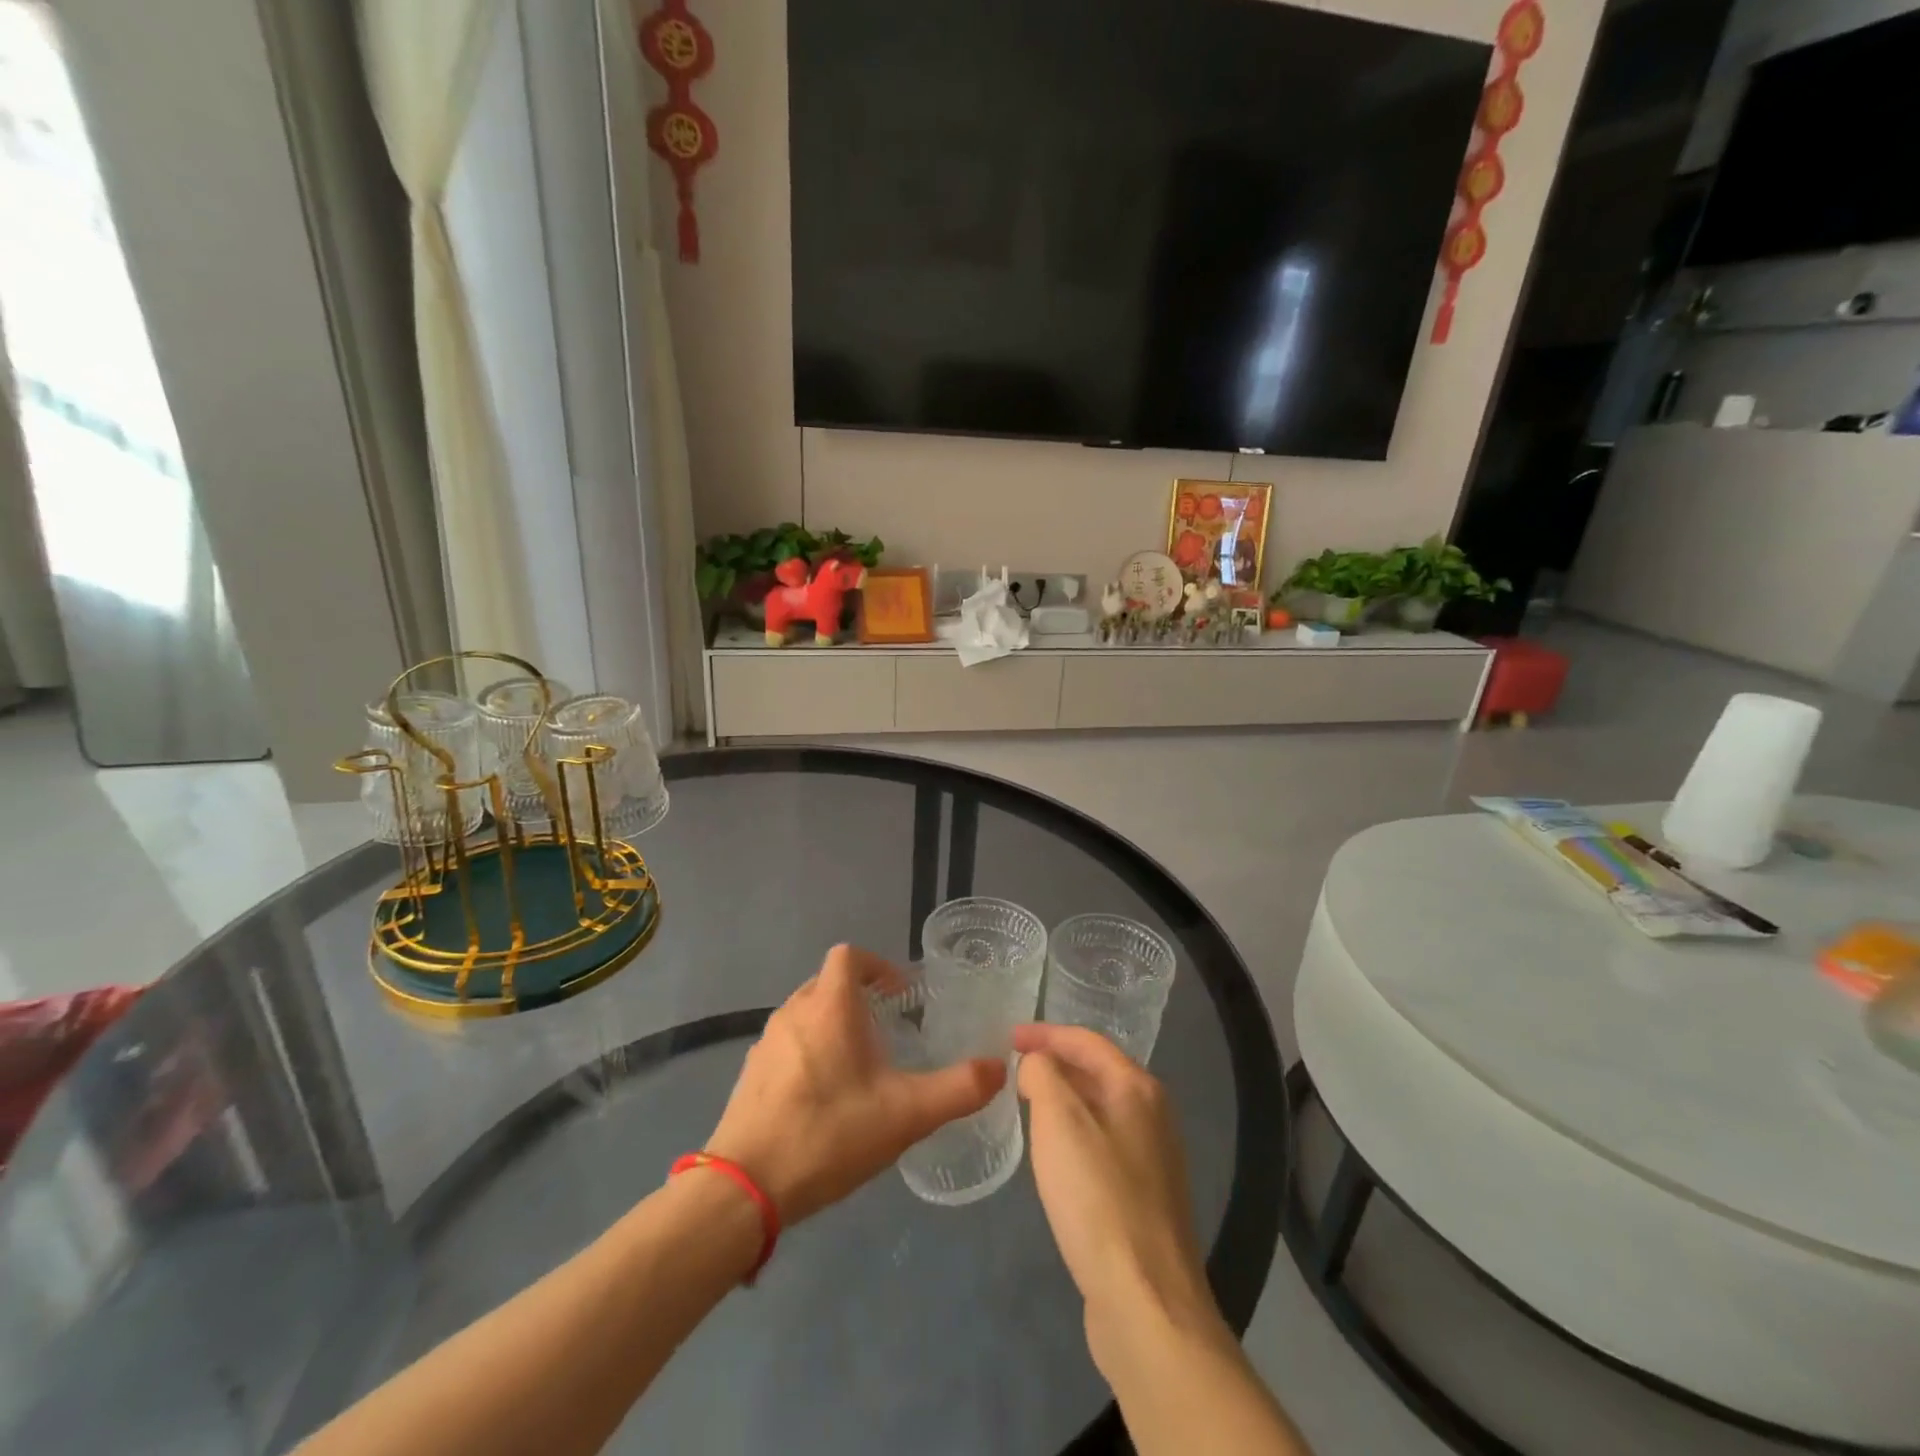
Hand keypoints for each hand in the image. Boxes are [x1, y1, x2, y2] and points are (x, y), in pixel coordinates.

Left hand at [705, 945, 1005, 1224]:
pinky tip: (824, 1099)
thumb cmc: (829, 1134)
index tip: (900, 994)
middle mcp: (794, 1012)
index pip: (849, 956)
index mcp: (829, 1006)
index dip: (876, 965)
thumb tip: (999, 1067)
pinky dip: (809, 1053)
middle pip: (827, 983)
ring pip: (806, 1014)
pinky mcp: (751, 1075)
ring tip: (860, 1066)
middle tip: (888, 1031)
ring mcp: (766, 1043)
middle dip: (859, 998)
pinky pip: (787, 1045)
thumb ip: (958, 1089)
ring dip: (834, 1026)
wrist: (744, 1188)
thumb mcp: (906, 1114)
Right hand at [1013, 1024, 1224, 1373]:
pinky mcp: (1145, 1197)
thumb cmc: (1097, 1198)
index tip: (1007, 1037)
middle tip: (1013, 1067)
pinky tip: (1055, 1155)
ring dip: (1064, 1099)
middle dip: (1055, 1063)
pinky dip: (1075, 1134)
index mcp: (1137, 1088)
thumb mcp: (1058, 1121)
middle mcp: (1153, 1115)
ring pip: (1100, 1109)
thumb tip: (1038, 1065)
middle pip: (1098, 1071)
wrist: (1146, 1300)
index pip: (1087, 1041)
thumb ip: (1043, 1076)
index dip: (1045, 1033)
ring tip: (1027, 1102)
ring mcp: (1154, 1158)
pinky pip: (1103, 1144)